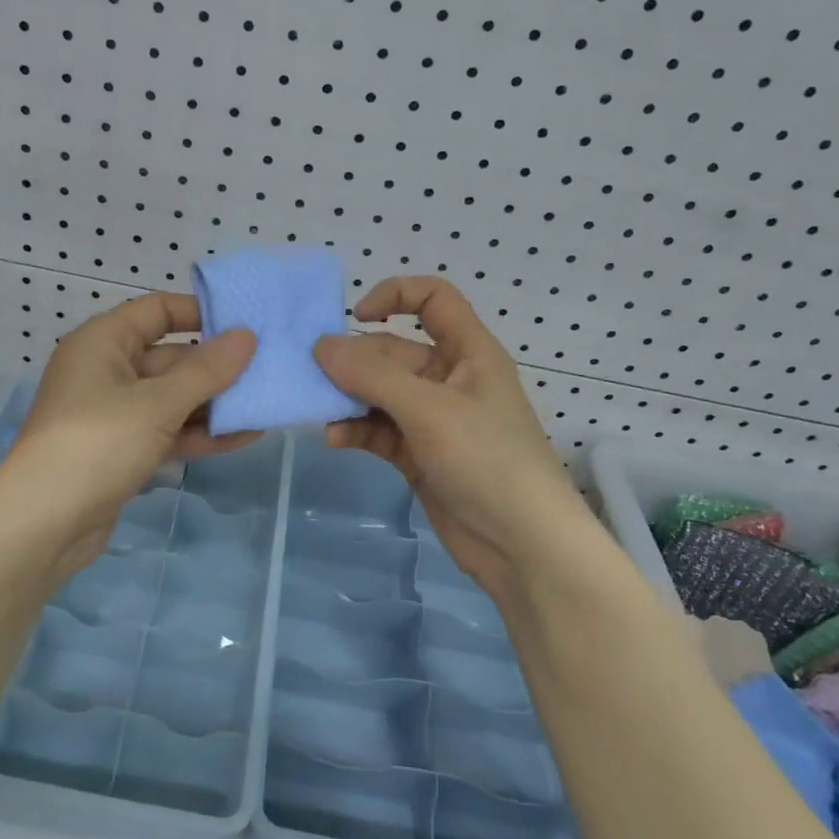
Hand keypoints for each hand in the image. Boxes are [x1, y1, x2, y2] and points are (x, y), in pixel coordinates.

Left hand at [0, 293, 257, 578]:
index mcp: (103, 342)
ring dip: (214, 404)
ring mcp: (114, 413)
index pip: (156, 311)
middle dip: (217, 367)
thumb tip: (247, 336)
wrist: (44, 524)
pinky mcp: (122, 450)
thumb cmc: (98, 443)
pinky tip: (244, 436)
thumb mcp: (157, 403)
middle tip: (269, 370)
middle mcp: (106, 370)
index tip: (244, 324)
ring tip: (266, 404)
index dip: (200, 313)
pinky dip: (199, 433)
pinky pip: (166, 430)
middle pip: (170, 357)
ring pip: (172, 398)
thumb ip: (206, 371)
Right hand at [314, 277, 594, 607]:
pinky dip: (357, 430)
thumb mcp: (429, 410)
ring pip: (380, 393)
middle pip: (393, 352)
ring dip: (350, 398)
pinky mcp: (418, 454)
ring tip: (320, 410)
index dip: (395, 294)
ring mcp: (432, 419)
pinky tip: (336, 439)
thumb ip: (373, 376)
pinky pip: (379, 430)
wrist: (522, 544)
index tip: (355, 316)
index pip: (433, 299)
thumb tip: (321, 346)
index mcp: (468, 352)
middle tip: (316, 376)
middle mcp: (449, 379)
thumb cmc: (486, 460)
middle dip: (355, 361)